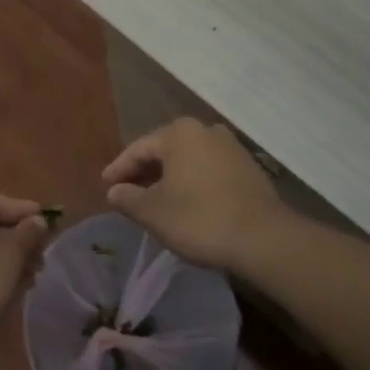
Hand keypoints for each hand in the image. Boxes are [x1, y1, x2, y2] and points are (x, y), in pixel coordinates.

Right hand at [102, 118, 289, 274]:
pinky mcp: (248, 168)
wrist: (263, 238)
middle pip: (165, 151)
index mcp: (179, 133)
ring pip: (188, 160)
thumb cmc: (199, 218)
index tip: (106, 187)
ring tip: (155, 200)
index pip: (138, 149)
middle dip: (145, 172)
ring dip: (170, 178)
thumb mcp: (153, 212)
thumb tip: (115, 191)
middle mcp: (205, 130)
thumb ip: (128, 198)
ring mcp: (231, 147)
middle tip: (127, 193)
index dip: (118, 169)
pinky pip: (209, 171)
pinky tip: (187, 203)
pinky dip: (192, 183)